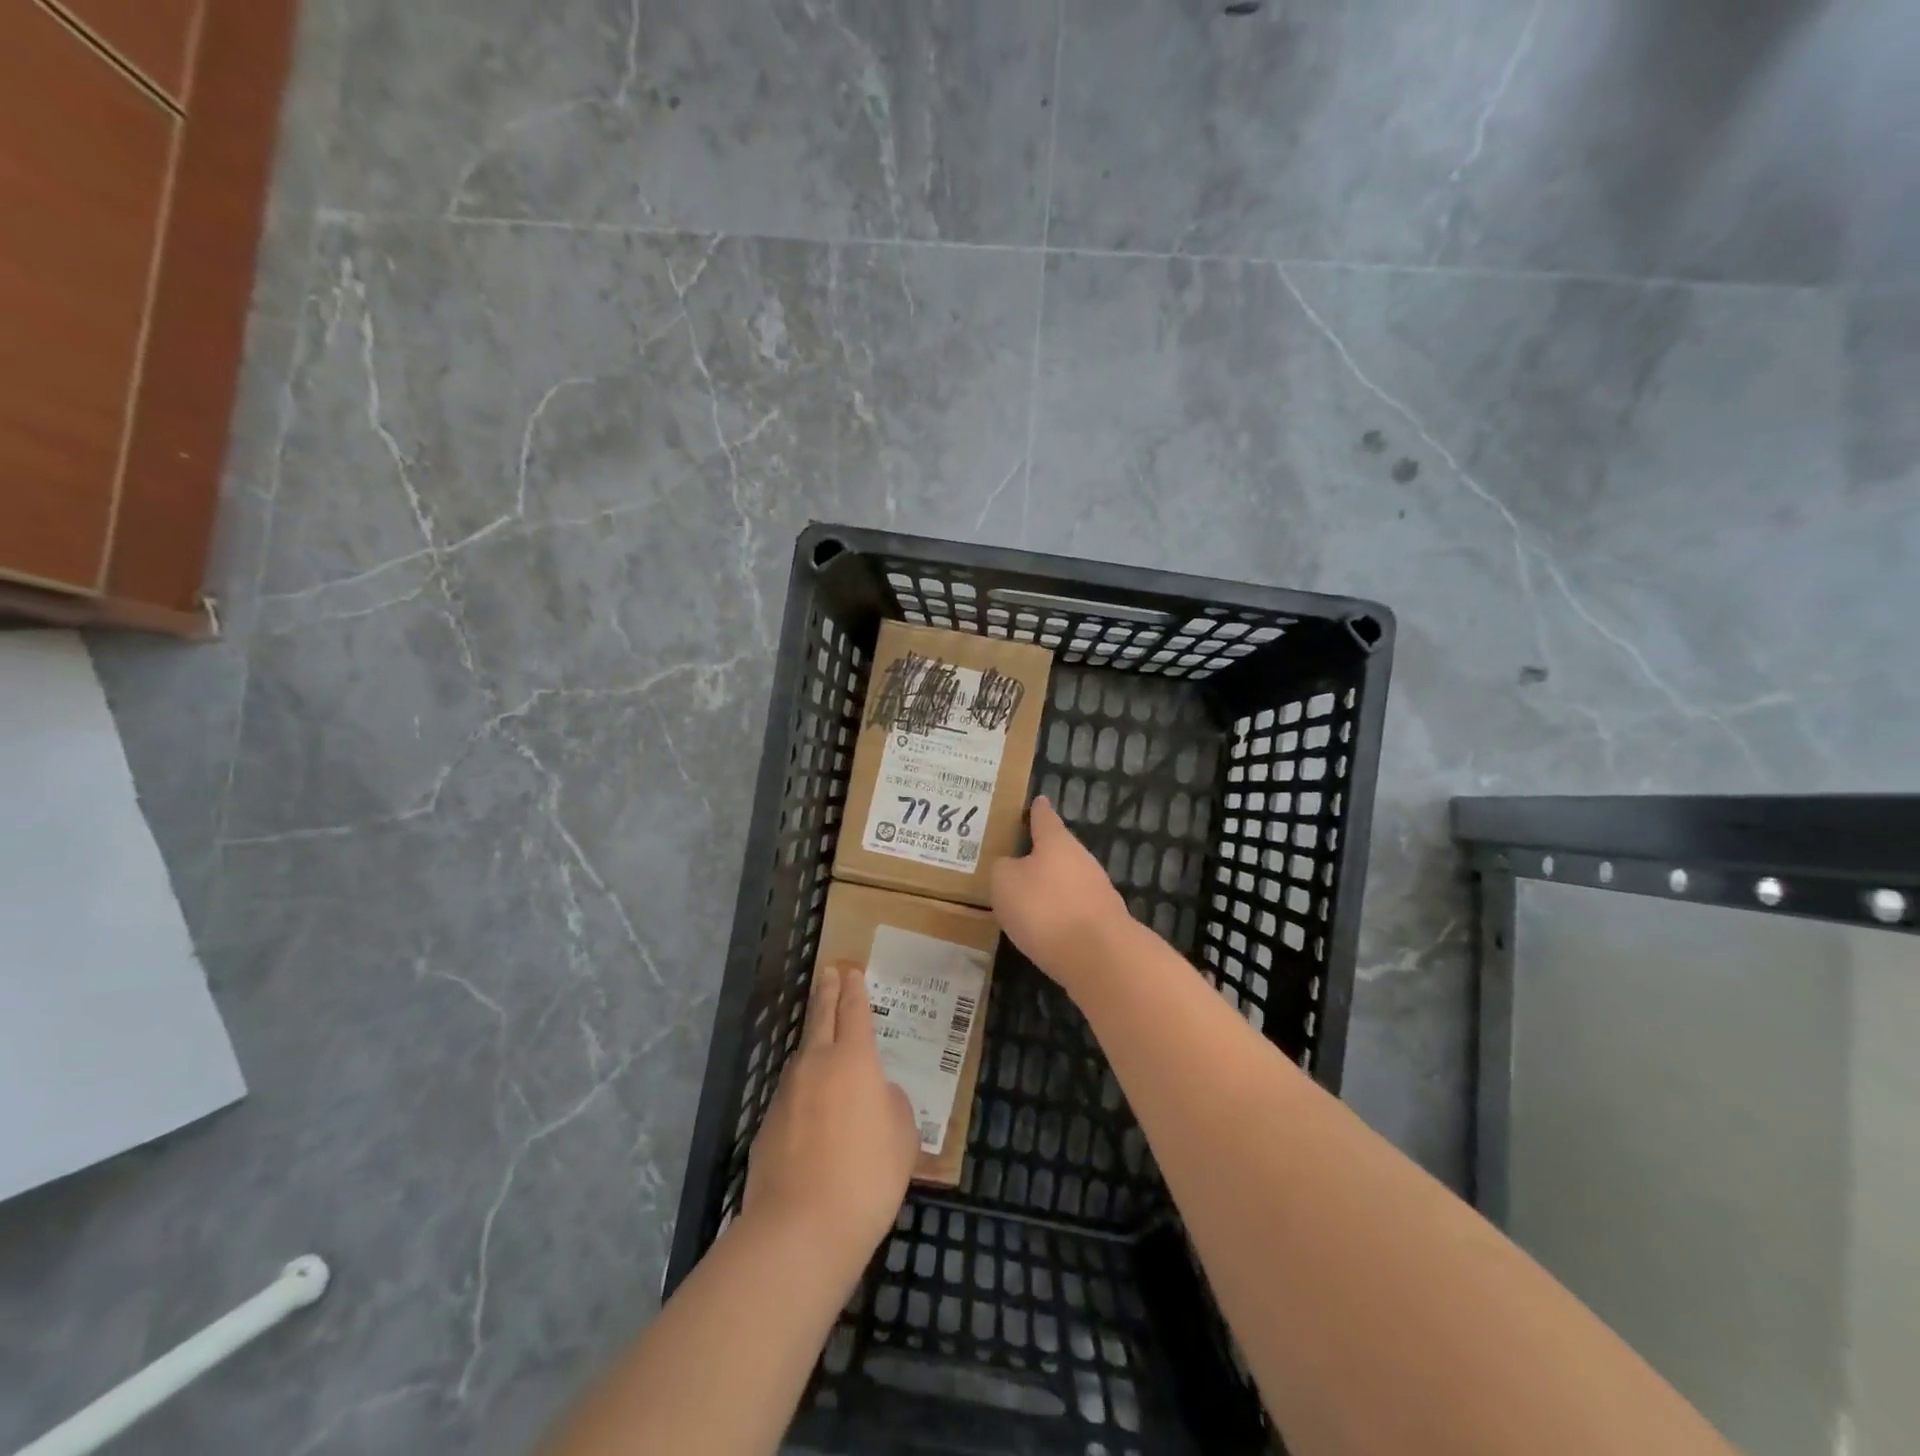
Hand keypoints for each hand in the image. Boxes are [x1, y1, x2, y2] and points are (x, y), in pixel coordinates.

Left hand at [745, 963, 918, 1269]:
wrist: (801, 1228)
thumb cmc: (867, 1176)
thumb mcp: (902, 1136)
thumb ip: (891, 1104)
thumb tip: (876, 1097)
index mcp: (854, 1059)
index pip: (853, 1011)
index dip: (853, 990)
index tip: (851, 971)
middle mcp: (816, 1065)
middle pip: (820, 1018)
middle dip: (826, 993)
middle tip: (828, 973)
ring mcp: (786, 1095)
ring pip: (803, 1057)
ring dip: (814, 1043)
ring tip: (823, 1042)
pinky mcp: (768, 1127)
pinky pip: (792, 1096)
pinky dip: (804, 1091)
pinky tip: (812, 1111)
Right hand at [991, 796, 1129, 993]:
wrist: (1098, 956)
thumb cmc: (1044, 908)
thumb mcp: (1005, 883)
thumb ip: (1003, 868)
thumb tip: (1010, 866)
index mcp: (1057, 842)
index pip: (1044, 818)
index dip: (1037, 810)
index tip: (1038, 800)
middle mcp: (1081, 859)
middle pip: (1059, 850)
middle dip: (1041, 853)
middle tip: (1018, 856)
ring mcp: (1097, 891)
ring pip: (1068, 880)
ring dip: (1051, 886)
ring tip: (1027, 895)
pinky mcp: (1104, 921)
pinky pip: (1074, 908)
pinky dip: (1060, 913)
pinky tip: (1046, 926)